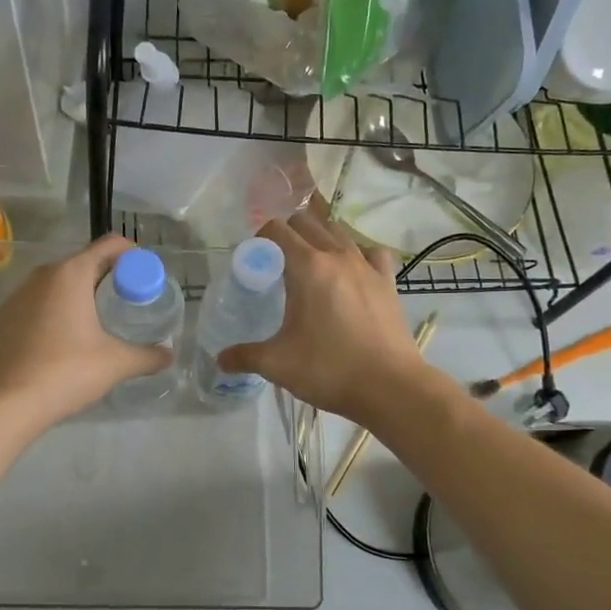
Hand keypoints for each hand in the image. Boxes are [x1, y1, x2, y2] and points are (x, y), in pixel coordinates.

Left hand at [0, 235, 171, 431]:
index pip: (109, 245)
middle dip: (104, 280)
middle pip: (81, 265)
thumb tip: (168, 355)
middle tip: (122, 306)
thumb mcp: (116, 364)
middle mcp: (40, 276)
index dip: (131, 256)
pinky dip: (47, 319)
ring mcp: (13, 298)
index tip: (143, 278)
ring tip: (91, 328)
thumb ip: (147, 356)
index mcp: (71, 275)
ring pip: (52, 288)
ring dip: (74, 299)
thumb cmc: (66, 372)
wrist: (4, 404)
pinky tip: (55, 348)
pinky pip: (30, 310)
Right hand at [216, 209, 422, 422]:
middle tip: (276, 263)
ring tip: (310, 265)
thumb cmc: (329, 369)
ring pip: (339, 231)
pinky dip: (357, 253)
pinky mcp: (388, 281)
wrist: (390, 387)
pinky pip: (370, 252)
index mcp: (308, 267)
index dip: (260, 239)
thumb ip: (244, 356)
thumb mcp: (278, 364)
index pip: (277, 230)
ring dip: (320, 238)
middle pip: (307, 222)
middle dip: (287, 234)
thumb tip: (220, 359)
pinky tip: (351, 272)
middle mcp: (338, 256)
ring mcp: (367, 266)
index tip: (255, 260)